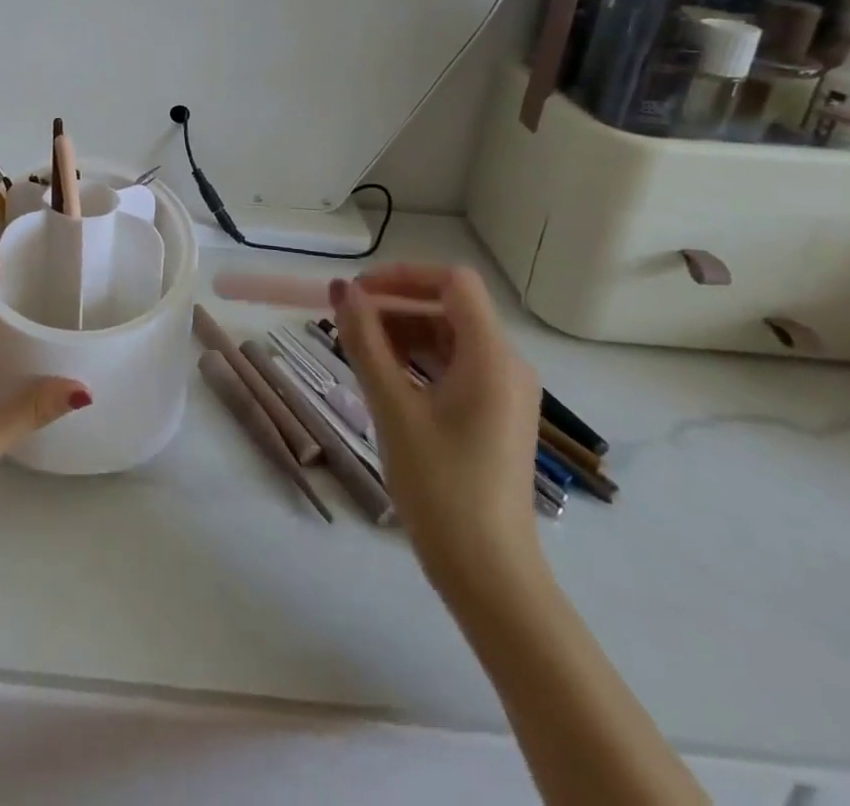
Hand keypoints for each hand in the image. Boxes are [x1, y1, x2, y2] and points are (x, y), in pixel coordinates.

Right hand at [333, 266, 542, 588]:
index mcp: (492, 357)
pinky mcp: (495, 414)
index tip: (357, 293)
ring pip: (449, 336)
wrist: (488, 573)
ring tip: (357, 351)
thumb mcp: (392, 408)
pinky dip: (417, 360)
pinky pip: (454, 366)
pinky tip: (384, 378)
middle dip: (395, 306)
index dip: (402, 275)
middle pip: (449, 307)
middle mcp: (507, 365)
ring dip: (402, 332)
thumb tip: (342, 290)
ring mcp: (505, 392)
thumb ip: (365, 342)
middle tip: (346, 324)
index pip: (452, 282)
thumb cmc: (440, 486)